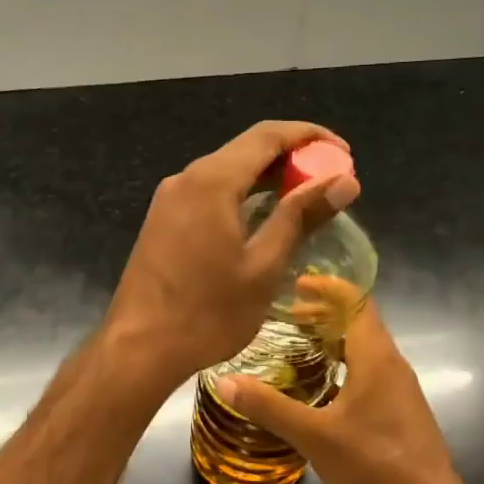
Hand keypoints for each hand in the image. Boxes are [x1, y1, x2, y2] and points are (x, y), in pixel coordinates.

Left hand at [104, 120, 357, 388]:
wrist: (138, 348)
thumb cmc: (207, 313)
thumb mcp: (263, 266)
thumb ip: (301, 216)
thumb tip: (344, 181)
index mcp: (211, 182)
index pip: (267, 135)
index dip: (309, 136)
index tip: (343, 152)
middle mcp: (186, 179)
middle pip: (245, 150)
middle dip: (291, 157)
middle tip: (330, 180)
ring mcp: (169, 200)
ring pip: (226, 172)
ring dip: (266, 178)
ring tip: (305, 199)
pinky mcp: (162, 221)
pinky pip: (208, 193)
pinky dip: (241, 195)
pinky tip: (262, 218)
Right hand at [214, 301, 464, 483]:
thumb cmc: (374, 463)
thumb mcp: (313, 436)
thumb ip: (269, 407)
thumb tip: (225, 381)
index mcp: (375, 357)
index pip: (356, 301)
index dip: (327, 287)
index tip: (297, 284)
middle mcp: (392, 362)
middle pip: (360, 320)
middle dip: (325, 312)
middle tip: (288, 316)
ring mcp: (401, 386)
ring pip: (367, 345)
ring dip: (335, 337)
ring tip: (300, 345)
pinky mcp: (402, 407)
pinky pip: (371, 367)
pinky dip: (345, 360)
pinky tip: (324, 386)